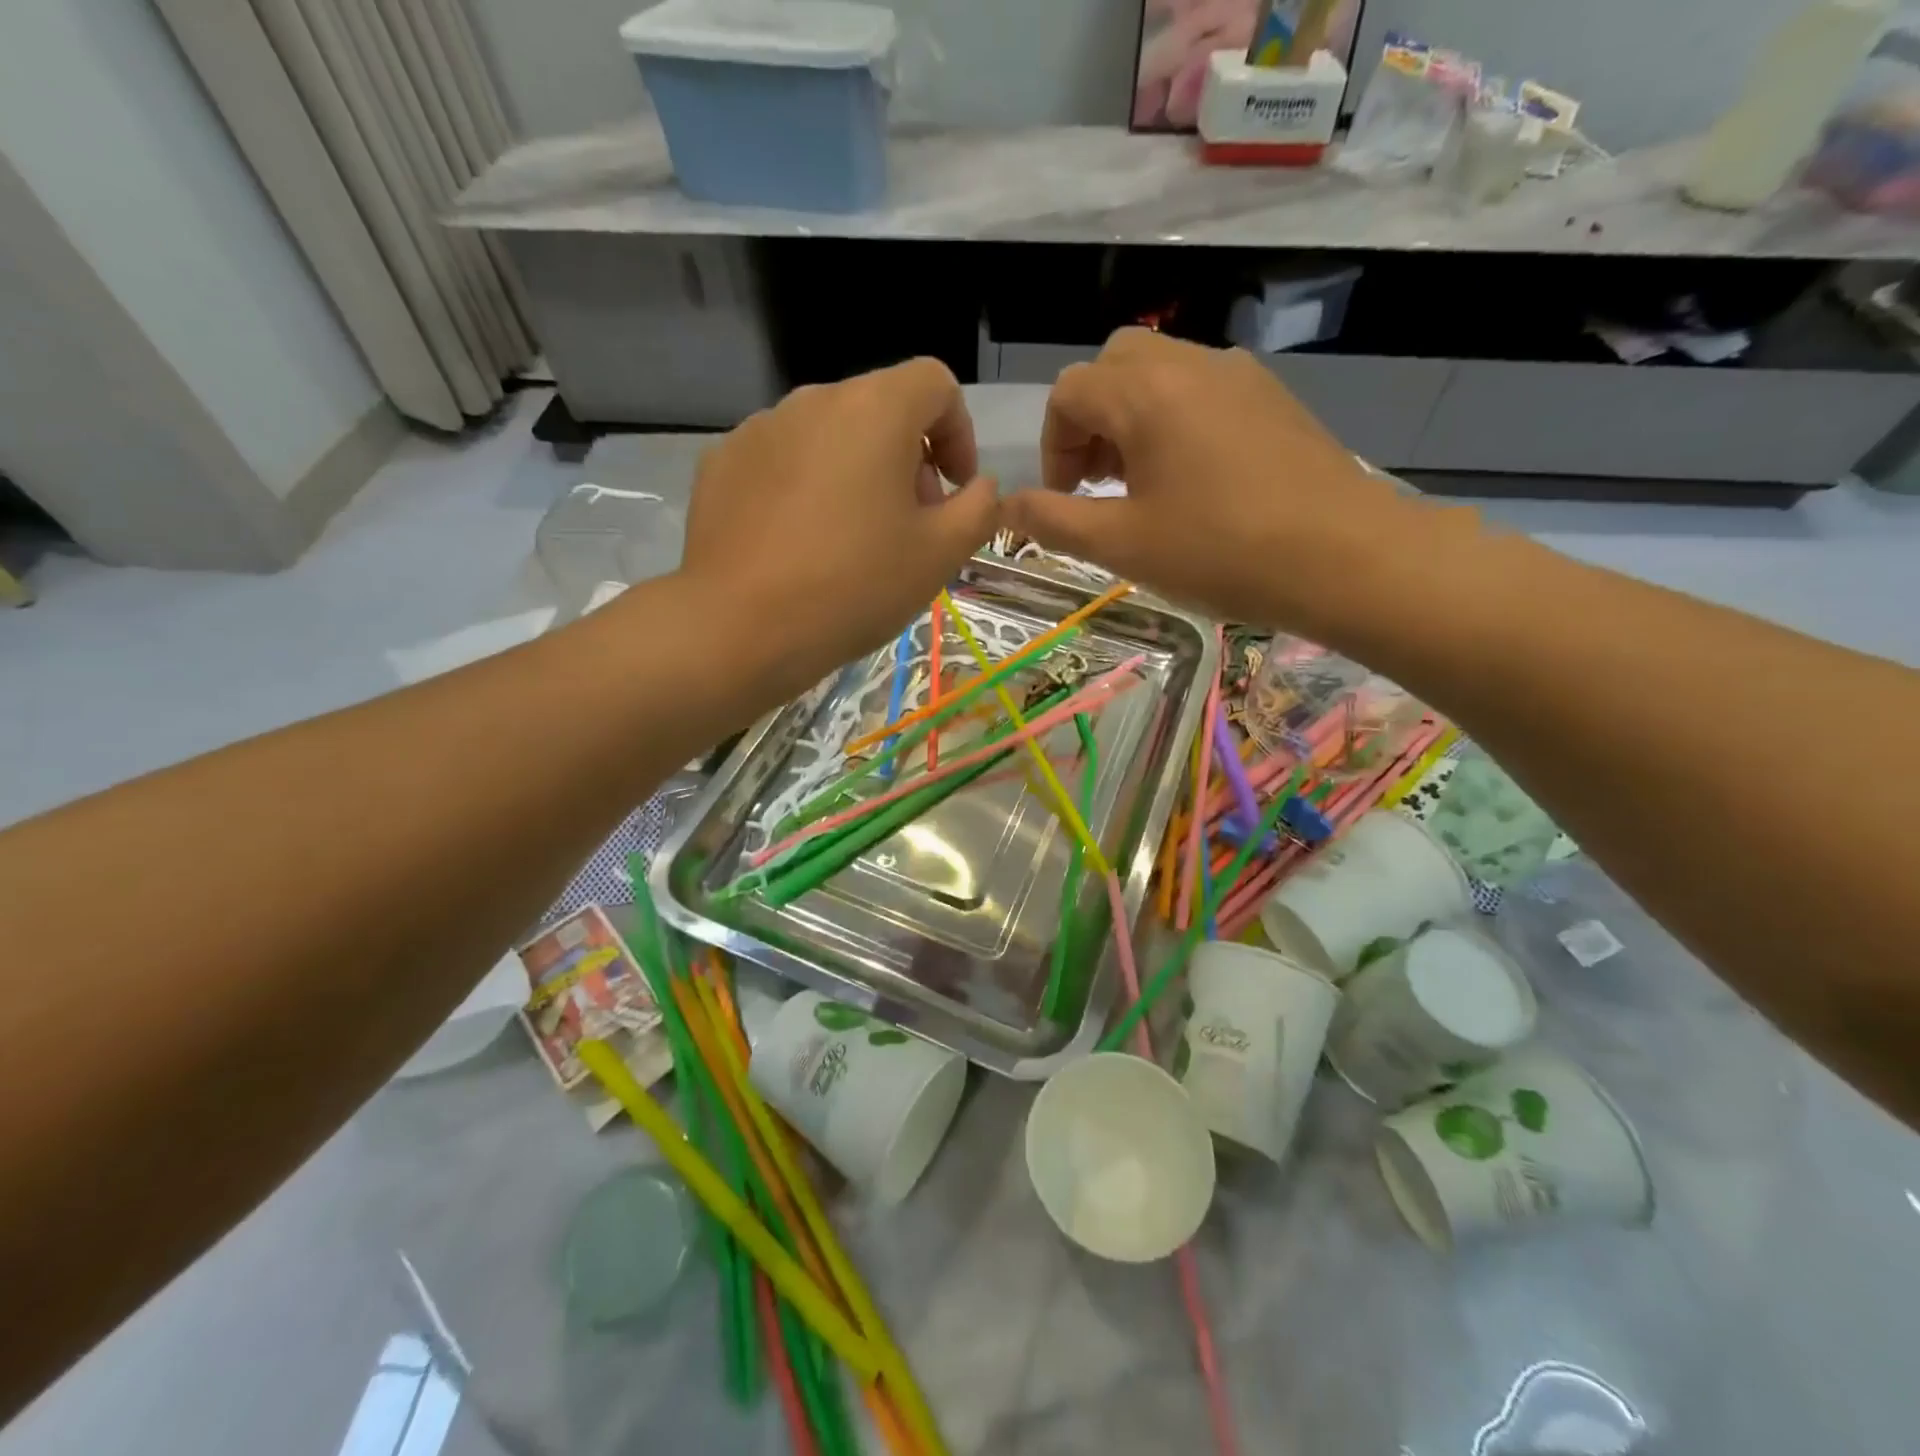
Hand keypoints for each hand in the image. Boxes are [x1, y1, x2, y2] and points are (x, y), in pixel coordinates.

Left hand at [676, 359, 997, 692]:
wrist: (740, 627)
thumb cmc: (854, 586)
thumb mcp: (940, 556)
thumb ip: (978, 509)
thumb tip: (978, 487)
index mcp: (874, 409)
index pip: (935, 383)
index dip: (960, 432)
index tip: (954, 489)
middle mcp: (813, 400)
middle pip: (880, 408)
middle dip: (908, 458)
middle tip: (909, 524)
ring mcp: (759, 429)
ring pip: (828, 435)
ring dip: (856, 472)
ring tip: (851, 539)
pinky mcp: (721, 463)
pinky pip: (782, 461)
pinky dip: (805, 487)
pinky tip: (798, 544)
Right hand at [1000, 330, 1415, 630]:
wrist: (1344, 557)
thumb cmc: (1220, 552)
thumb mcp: (1122, 546)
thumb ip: (1055, 521)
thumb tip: (1007, 507)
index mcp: (1145, 393)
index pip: (1070, 393)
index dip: (1053, 448)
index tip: (1067, 501)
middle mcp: (1190, 364)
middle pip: (1115, 366)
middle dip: (1091, 422)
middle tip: (1099, 484)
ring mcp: (1239, 376)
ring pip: (1162, 374)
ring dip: (1133, 420)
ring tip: (1143, 488)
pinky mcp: (1273, 399)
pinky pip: (1204, 391)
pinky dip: (1177, 422)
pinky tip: (1195, 483)